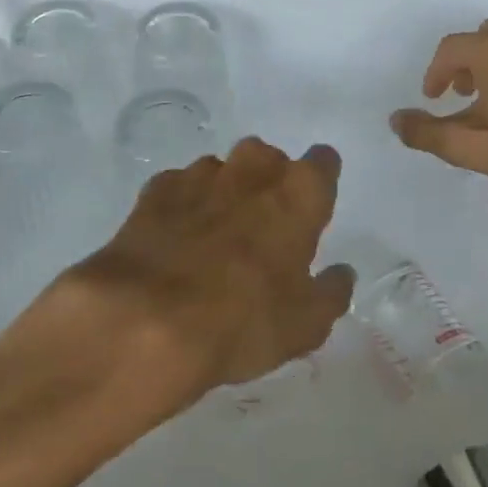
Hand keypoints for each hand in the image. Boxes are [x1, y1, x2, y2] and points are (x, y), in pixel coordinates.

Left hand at [65, 138, 354, 400]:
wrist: (146, 319)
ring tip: (213, 240)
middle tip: (263, 229)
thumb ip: (330, 293)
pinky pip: (180, 187)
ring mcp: (201, 174)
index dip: (319, 183)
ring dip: (225, 194)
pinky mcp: (157, 188)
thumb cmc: (242, 322)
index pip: (323, 163)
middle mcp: (253, 169)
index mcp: (298, 193)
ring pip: (223, 171)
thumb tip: (342, 273)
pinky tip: (175, 241)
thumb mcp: (304, 326)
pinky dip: (183, 206)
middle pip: (269, 160)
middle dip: (269, 184)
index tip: (313, 208)